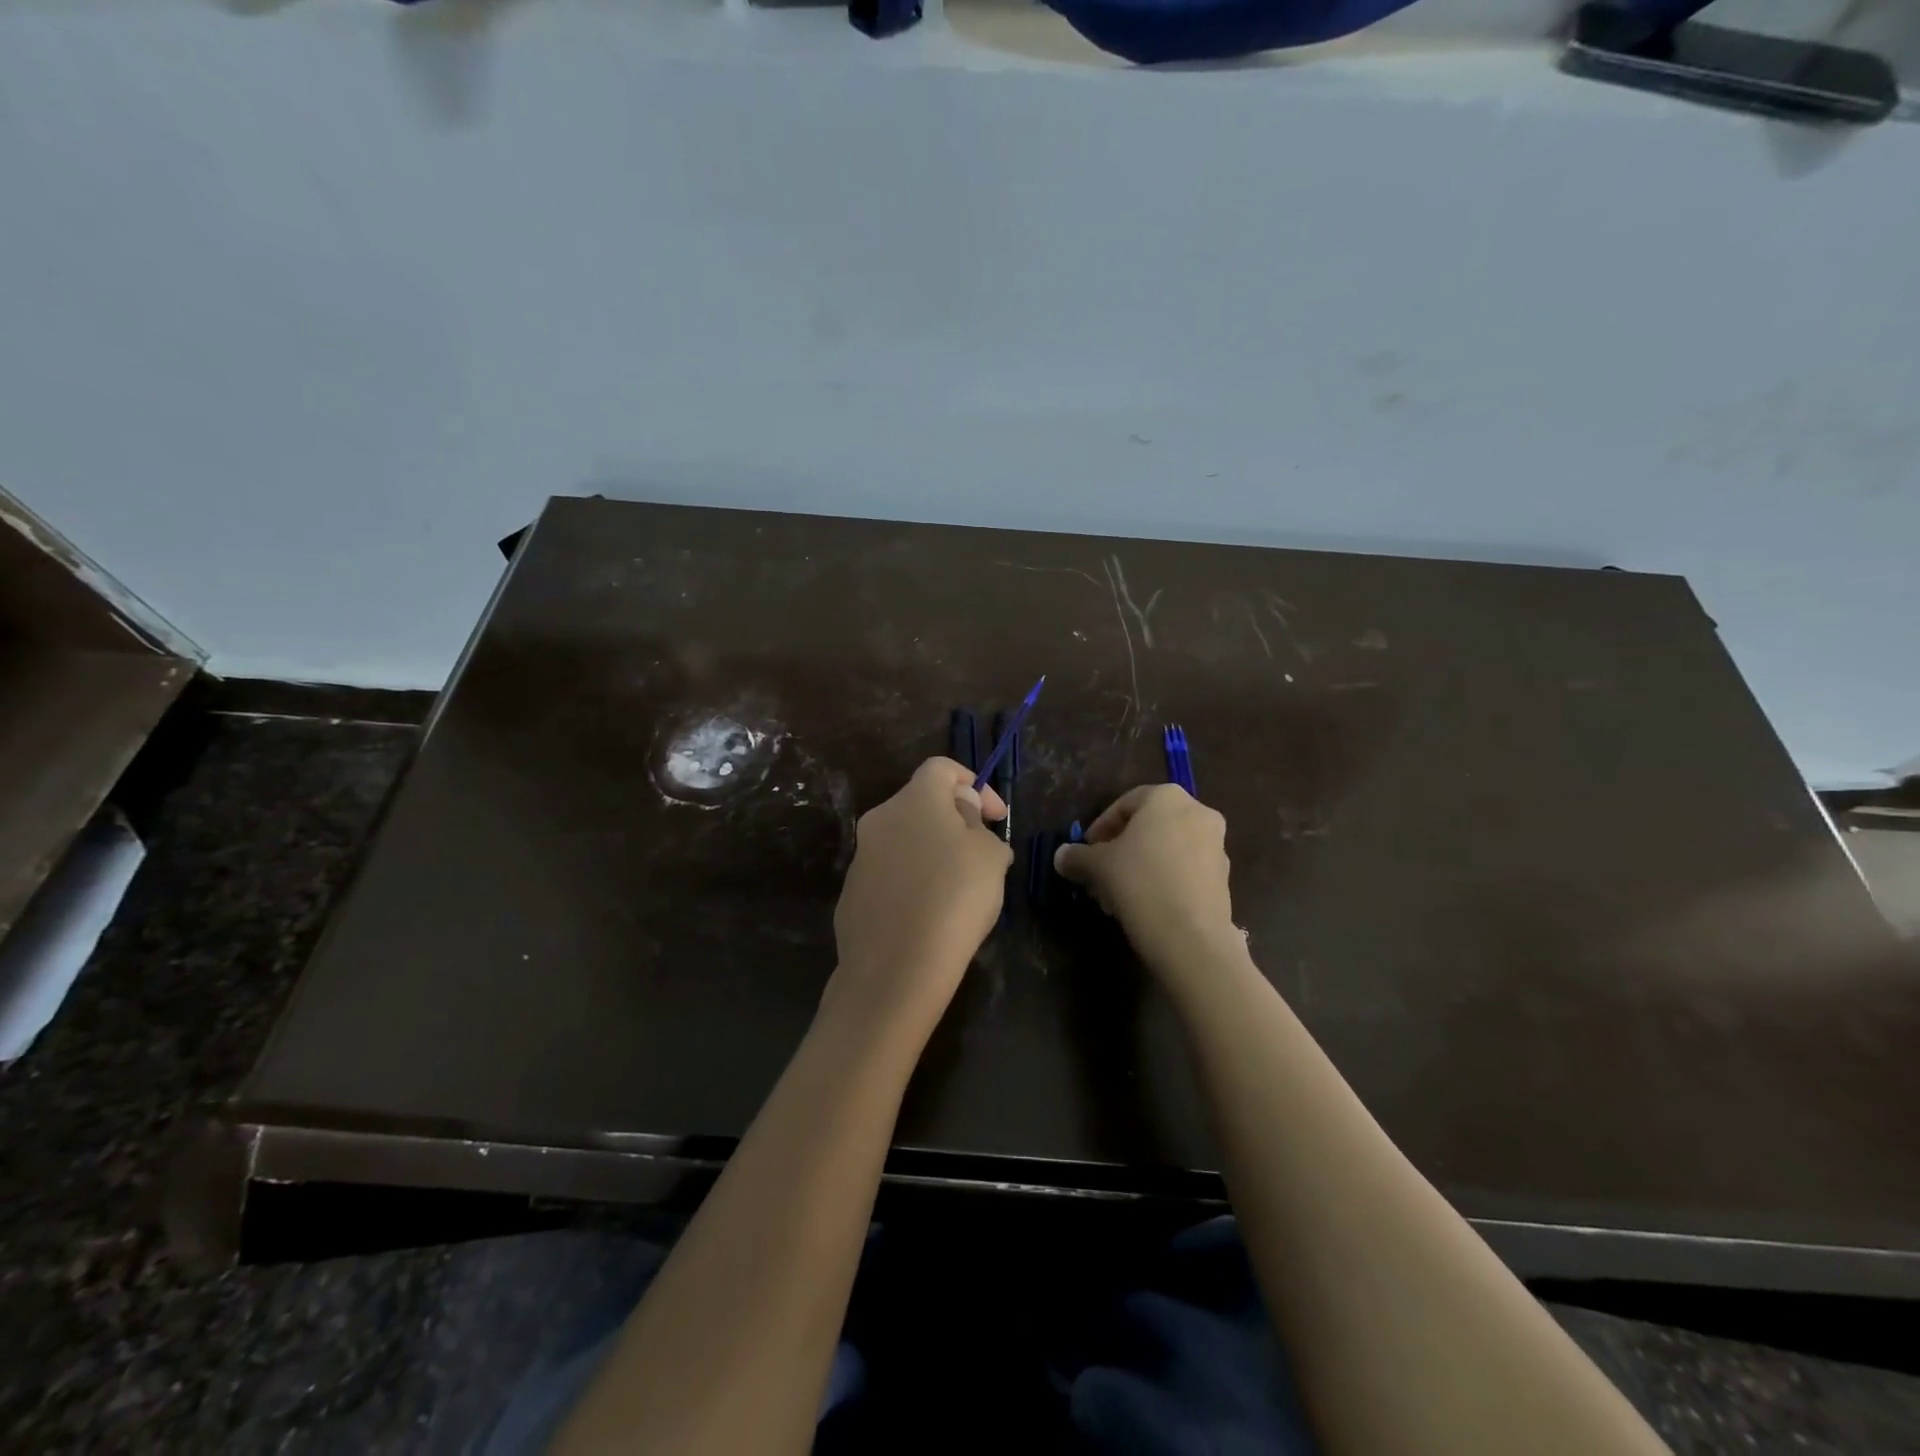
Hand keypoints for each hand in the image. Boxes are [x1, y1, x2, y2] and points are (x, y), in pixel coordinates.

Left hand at [826, 758, 1011, 1029]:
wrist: (894, 969)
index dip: (974, 784)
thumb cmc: (954, 898)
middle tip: (983, 855)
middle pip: (921, 804)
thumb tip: (962, 814)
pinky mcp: (851, 895)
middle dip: (955, 822)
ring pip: (905, 842)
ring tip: (961, 891)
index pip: (942, 767)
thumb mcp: (989, 855)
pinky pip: (891, 877)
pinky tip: (931, 917)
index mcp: (914, 799)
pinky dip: (913, 884)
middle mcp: (880, 819)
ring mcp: (860, 858)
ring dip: (933, 854)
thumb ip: (977, 823)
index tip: (995, 817)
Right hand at [1053, 785, 1237, 978]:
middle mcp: (1197, 813)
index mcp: (1167, 797)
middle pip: (1146, 828)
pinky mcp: (1223, 877)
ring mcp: (1216, 846)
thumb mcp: (1098, 866)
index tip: (1085, 853)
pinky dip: (1161, 881)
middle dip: (1119, 851)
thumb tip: (1061, 856)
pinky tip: (1142, 907)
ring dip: (1138, 868)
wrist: (1192, 937)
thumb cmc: (1140, 883)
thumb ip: (1077, 856)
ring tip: (1115, 897)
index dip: (1099, 828)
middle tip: (1098, 876)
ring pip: (1165, 850)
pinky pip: (1183, 870)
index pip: (1123, 804)